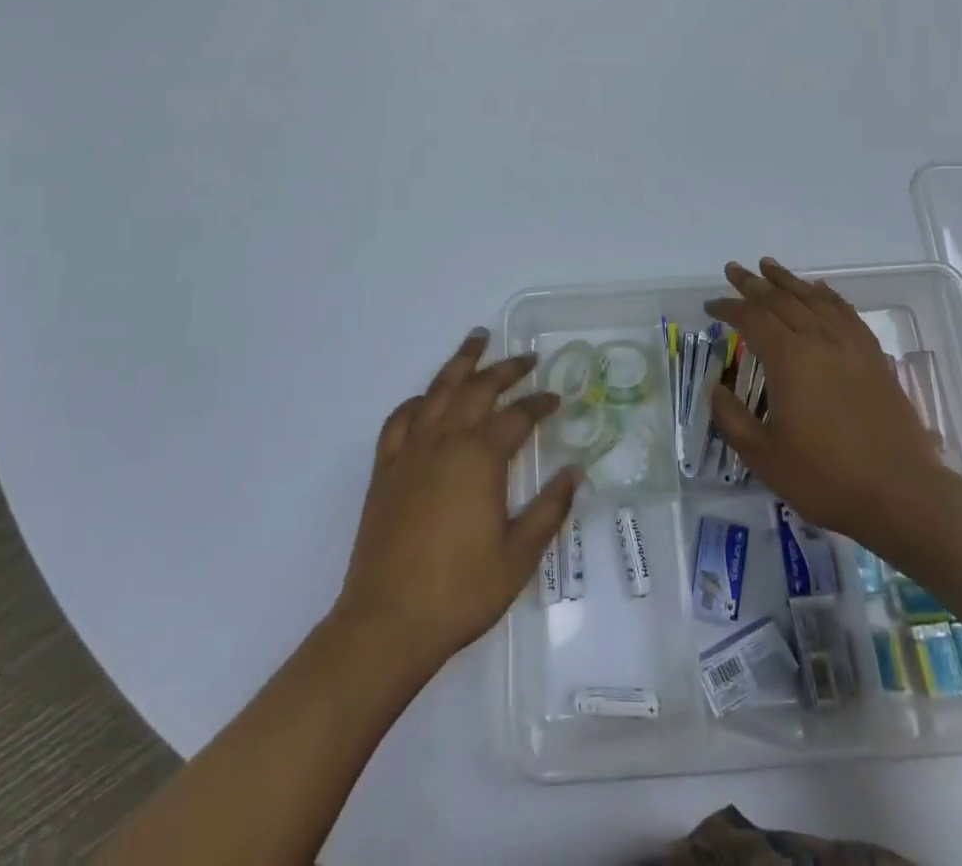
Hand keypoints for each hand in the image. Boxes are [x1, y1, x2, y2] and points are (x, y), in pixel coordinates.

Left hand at [335, 331, 579, 669]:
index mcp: (480, 458)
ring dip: (460, 363)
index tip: (557, 398)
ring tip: (477, 339)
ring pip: (438, 391)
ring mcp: (410, 452)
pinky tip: (426, 399)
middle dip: (506, 369)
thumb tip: (575, 471)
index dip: (540, 404)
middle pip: (478, 389)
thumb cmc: (461, 590)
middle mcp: (445, 441)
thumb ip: (549, 508)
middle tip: (526, 357)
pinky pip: (400, 419)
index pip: (518, 417)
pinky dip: (417, 401)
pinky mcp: (385, 470)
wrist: (387, 622)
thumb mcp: (519, 555)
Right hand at [706, 259, 945, 549]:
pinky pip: (847, 313)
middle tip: (733, 270)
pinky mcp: (874, 358)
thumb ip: (732, 418)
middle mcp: (820, 341)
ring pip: (814, 299)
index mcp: (789, 359)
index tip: (710, 305)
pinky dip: (828, 296)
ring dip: (789, 281)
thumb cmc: (825, 478)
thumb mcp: (763, 456)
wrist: (902, 494)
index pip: (752, 318)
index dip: (728, 308)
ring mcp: (851, 346)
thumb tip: (715, 388)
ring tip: (769, 266)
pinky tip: (820, 291)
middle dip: (754, 284)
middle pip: (782, 299)